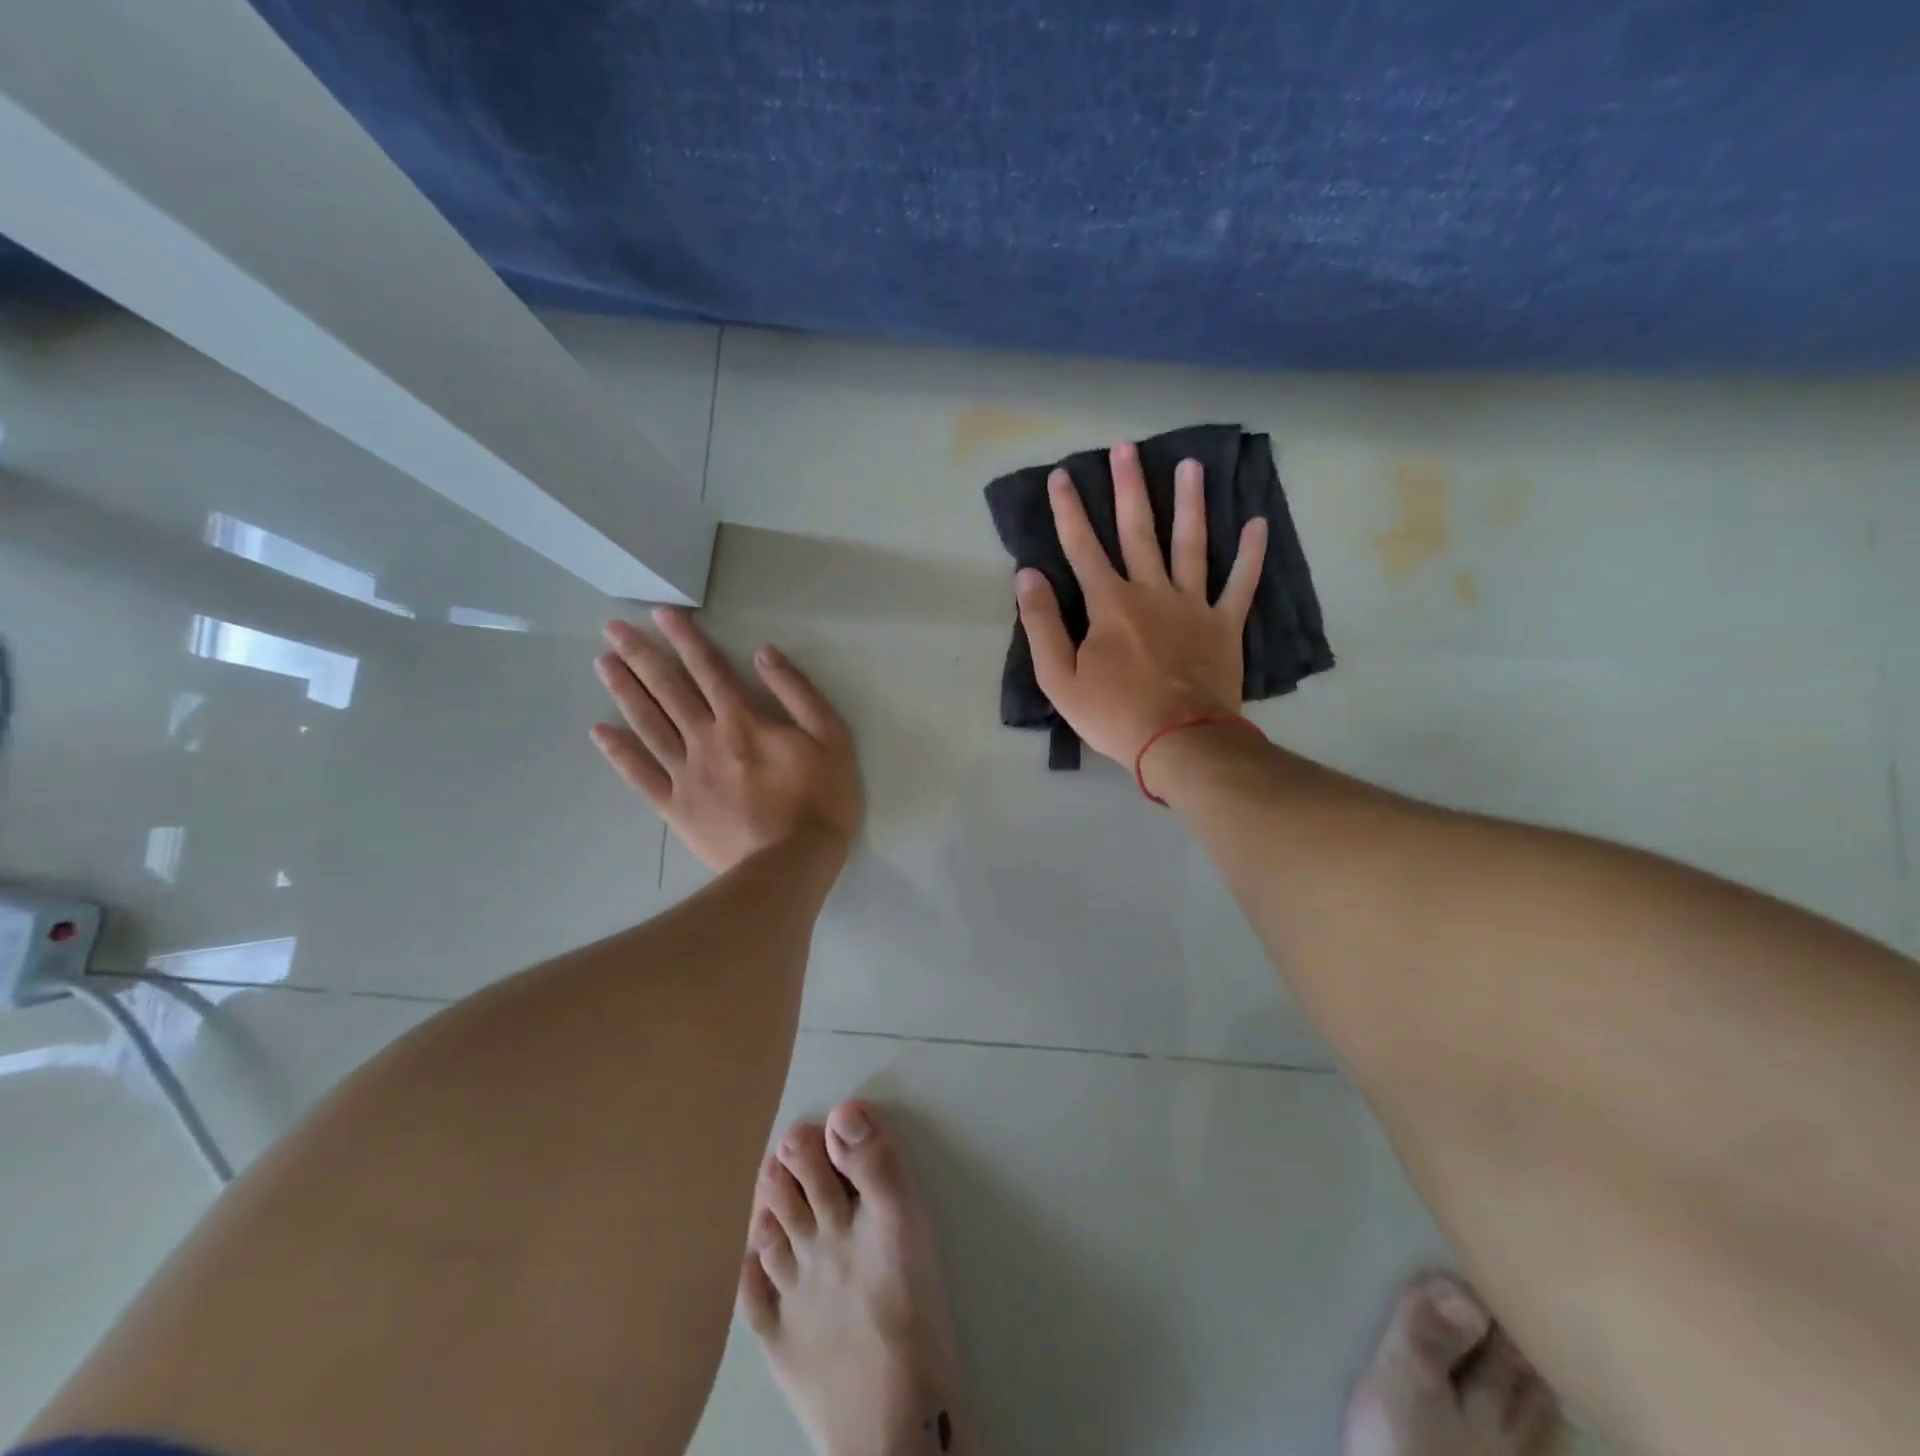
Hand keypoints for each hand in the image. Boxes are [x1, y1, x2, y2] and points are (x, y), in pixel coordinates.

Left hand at [591, 609, 860, 871]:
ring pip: (649, 724)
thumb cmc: (820, 798)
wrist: (792, 864)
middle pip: (669, 690)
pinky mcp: (676, 808)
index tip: (660, 614)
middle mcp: (706, 739)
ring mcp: (686, 774)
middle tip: (612, 629)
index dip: (685, 638)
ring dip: (625, 691)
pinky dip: (619, 752)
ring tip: (603, 664)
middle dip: (641, 655)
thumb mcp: (831, 737)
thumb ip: (798, 692)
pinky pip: (641, 775)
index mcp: (743, 721)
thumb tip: (763, 654)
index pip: (709, 669)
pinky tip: (600, 731)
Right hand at [1016, 441, 1266, 767]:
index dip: (1068, 510)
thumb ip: (1041, 624)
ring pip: (1191, 543)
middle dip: (1129, 487)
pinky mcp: (1224, 625)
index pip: (1082, 546)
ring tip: (1191, 464)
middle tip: (1126, 447)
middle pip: (1138, 530)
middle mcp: (1151, 591)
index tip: (1060, 475)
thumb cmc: (1113, 714)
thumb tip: (1028, 575)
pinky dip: (1251, 554)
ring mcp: (1193, 605)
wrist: (1179, 741)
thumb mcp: (1058, 678)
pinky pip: (1241, 583)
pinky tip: (1258, 523)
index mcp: (1109, 603)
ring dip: (1189, 503)